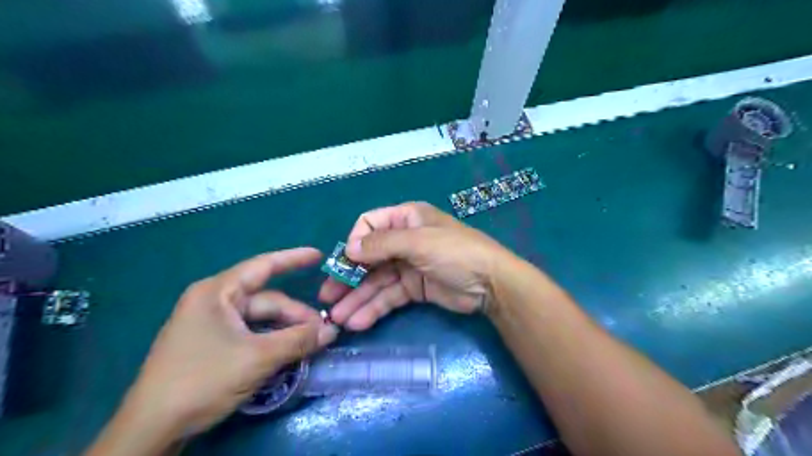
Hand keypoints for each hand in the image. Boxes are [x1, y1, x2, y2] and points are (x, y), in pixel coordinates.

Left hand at [119, 249, 337, 437]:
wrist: (151, 430)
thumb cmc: (202, 380)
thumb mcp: (257, 358)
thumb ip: (298, 341)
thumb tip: (332, 331)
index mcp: (217, 292)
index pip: (263, 266)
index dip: (293, 259)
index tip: (319, 255)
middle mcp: (214, 301)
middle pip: (266, 301)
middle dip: (295, 315)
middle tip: (324, 332)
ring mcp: (211, 323)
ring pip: (260, 320)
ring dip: (286, 330)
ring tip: (310, 344)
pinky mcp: (212, 343)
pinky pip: (251, 333)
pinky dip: (272, 341)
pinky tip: (289, 352)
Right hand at [318, 201, 511, 326]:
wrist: (491, 284)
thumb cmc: (455, 252)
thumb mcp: (418, 242)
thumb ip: (382, 244)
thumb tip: (349, 248)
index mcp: (406, 219)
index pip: (369, 225)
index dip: (355, 242)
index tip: (345, 263)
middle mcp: (404, 240)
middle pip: (369, 257)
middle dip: (348, 277)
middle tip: (328, 298)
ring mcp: (408, 266)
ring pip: (376, 281)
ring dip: (357, 298)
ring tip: (337, 319)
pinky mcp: (414, 289)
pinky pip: (389, 297)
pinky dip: (374, 308)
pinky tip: (358, 322)